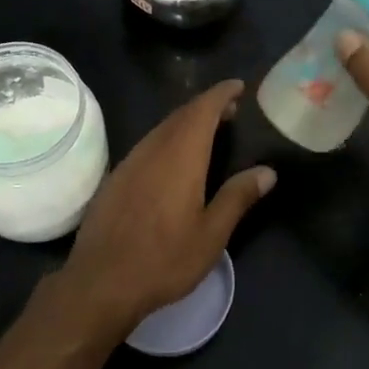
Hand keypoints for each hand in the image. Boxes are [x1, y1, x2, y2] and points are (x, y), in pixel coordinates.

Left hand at [44, 81, 275, 341]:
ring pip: (161, 130)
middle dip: (205, 107)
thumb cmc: (164, 260)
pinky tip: (172, 161)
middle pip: (180, 116)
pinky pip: (146, 146)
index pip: (202, 110)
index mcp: (180, 157)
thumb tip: (267, 171)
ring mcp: (129, 163)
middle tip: (230, 110)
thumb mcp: (211, 234)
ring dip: (185, 123)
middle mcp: (152, 150)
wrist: (100, 282)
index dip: (221, 94)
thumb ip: (237, 197)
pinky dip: (166, 140)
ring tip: (207, 132)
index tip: (238, 86)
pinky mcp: (114, 179)